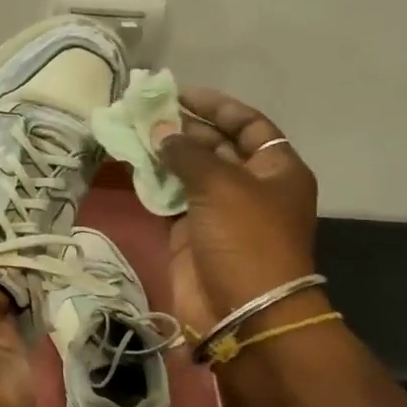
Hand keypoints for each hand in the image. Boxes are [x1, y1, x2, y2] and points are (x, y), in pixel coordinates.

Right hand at [155, 89, 321, 335]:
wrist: (242, 312)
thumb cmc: (245, 238)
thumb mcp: (221, 184)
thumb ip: (187, 152)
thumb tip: (161, 131)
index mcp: (276, 169)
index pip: (249, 125)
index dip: (217, 107)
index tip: (181, 94)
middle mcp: (250, 186)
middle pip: (216, 146)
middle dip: (183, 128)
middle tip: (145, 112)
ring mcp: (219, 211)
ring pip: (189, 172)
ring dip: (164, 153)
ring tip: (132, 132)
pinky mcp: (191, 233)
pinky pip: (170, 198)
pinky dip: (153, 182)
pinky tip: (131, 163)